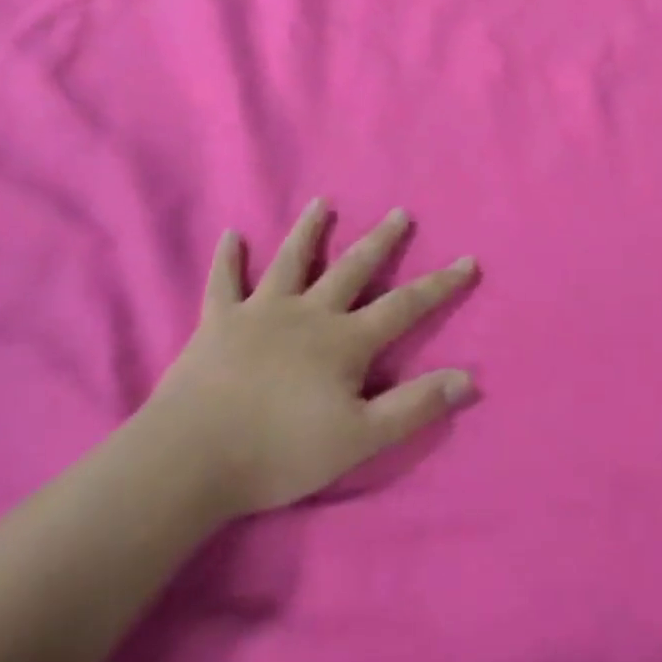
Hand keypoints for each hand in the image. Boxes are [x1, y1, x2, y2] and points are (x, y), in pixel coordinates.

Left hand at [143, 200, 477, 521]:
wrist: (191, 458)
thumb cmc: (280, 452)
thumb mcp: (360, 439)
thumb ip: (415, 407)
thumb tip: (470, 379)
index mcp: (345, 341)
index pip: (405, 305)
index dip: (440, 285)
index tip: (468, 261)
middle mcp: (308, 314)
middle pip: (353, 268)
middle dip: (381, 241)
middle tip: (400, 212)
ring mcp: (260, 312)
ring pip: (291, 261)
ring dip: (308, 230)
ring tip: (321, 202)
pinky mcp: (217, 323)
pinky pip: (224, 283)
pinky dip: (227, 259)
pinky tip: (230, 235)